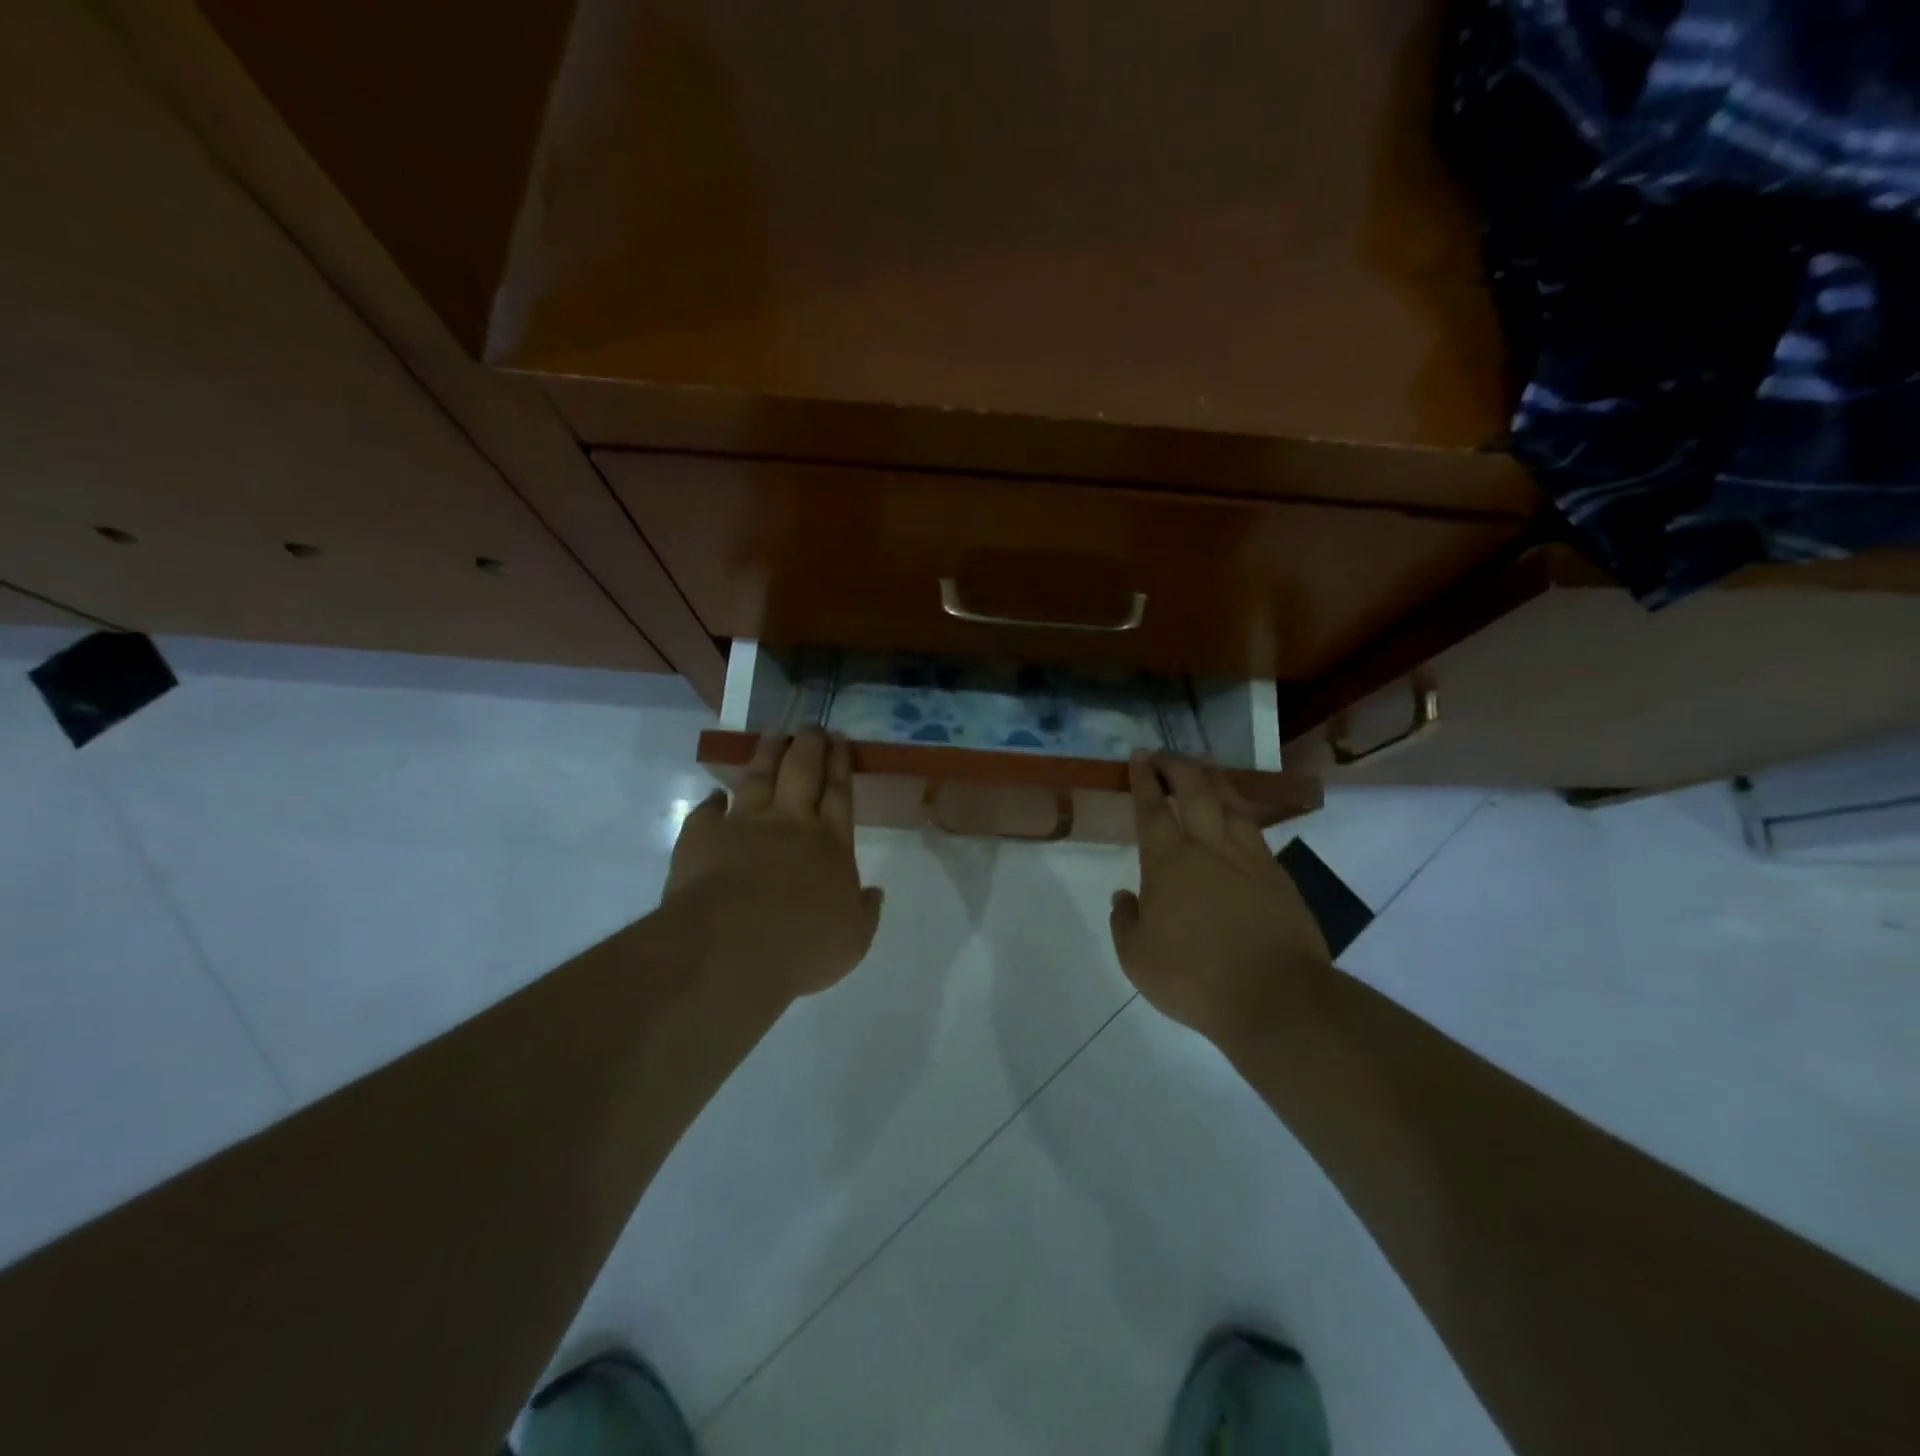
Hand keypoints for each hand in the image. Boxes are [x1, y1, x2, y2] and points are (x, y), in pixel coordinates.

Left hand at [664, 729, 883, 999]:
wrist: (730, 949)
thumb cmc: (802, 947)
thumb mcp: (853, 939)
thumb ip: (864, 912)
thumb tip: (874, 893)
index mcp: (831, 843)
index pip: (839, 791)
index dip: (840, 762)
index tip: (839, 738)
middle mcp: (790, 822)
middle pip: (802, 770)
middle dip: (809, 744)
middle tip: (811, 725)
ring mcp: (744, 824)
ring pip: (759, 777)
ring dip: (767, 753)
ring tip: (774, 733)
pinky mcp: (703, 836)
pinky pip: (708, 810)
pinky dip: (713, 800)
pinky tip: (715, 793)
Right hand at [1109, 753, 1331, 1045]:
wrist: (1275, 997)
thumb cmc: (1195, 978)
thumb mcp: (1137, 959)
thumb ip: (1126, 922)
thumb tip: (1126, 896)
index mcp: (1168, 862)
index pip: (1151, 808)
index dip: (1144, 779)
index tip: (1138, 757)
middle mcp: (1208, 848)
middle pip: (1193, 791)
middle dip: (1176, 766)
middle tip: (1165, 753)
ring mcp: (1248, 858)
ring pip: (1229, 802)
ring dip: (1212, 778)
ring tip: (1203, 764)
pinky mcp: (1277, 875)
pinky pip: (1254, 829)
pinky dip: (1240, 810)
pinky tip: (1237, 812)